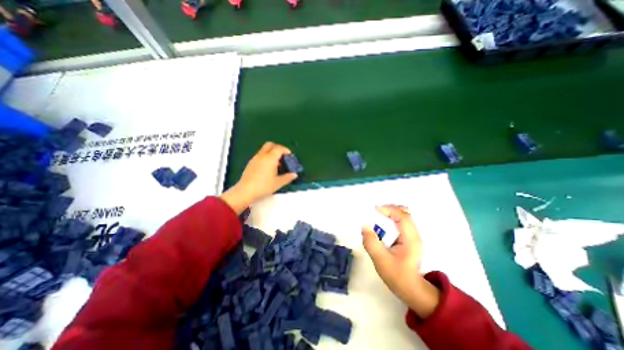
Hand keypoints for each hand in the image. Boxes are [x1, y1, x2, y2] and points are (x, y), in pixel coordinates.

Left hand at [219, 141, 296, 212]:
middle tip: (283, 156)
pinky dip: (266, 157)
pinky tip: (268, 168)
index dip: (286, 150)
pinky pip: (260, 155)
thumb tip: (294, 174)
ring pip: (264, 149)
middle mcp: (262, 156)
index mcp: (270, 158)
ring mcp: (255, 158)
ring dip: (272, 153)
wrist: (245, 191)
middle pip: (270, 145)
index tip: (290, 156)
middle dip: (278, 148)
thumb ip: (287, 177)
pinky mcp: (250, 163)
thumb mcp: (278, 183)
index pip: (279, 148)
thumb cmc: (263, 186)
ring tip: (277, 164)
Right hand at [361, 205, 437, 318]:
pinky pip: (400, 222)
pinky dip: (391, 219)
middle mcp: (414, 234)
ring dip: (390, 214)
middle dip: (389, 209)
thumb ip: (372, 243)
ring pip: (403, 216)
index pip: (402, 216)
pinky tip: (382, 225)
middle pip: (404, 213)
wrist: (411, 289)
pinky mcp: (408, 238)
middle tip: (375, 212)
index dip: (389, 210)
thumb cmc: (397, 275)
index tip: (374, 210)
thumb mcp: (381, 260)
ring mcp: (412, 236)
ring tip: (377, 216)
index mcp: (410, 238)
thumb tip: (364, 226)